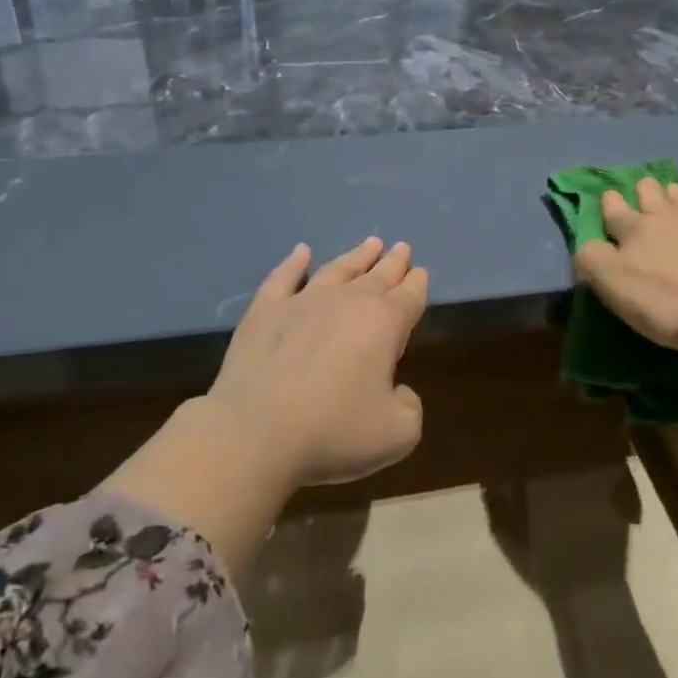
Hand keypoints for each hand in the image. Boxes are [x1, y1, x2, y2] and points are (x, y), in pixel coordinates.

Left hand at [205, 238, 427, 485]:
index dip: (417, 284)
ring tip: (370, 244)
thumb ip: (410, 407)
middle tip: (401, 248)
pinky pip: (284, 276)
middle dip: (393, 263)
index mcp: (384, 323)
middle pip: (377, 275)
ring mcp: (303, 301)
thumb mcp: (397, 433)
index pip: (409, 297)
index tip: (421, 272)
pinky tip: (302, 252)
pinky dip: (295, 263)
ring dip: (356, 256)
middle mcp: (347, 301)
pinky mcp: (265, 310)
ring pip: (337, 269)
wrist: (256, 430)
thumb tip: (397, 391)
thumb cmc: (333, 430)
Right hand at [572, 178, 677, 355]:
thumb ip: (592, 260)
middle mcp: (666, 216)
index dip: (608, 201)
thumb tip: (587, 244)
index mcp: (634, 229)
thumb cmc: (668, 302)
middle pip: (649, 191)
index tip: (608, 198)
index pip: (613, 207)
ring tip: (671, 198)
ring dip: (672, 194)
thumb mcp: (613, 286)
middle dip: (642, 190)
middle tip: (641, 195)